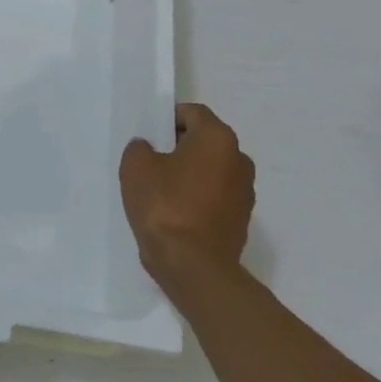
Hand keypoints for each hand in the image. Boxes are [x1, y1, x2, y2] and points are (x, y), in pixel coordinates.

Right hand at [120, 103, 254, 294]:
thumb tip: (149, 150)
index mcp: (218, 138)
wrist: (194, 268)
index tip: (149, 135)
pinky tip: (175, 213)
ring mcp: (245, 192)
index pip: (193, 113)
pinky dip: (198, 198)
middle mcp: (239, 159)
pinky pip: (215, 196)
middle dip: (179, 147)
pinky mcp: (241, 220)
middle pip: (204, 141)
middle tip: (150, 162)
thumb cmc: (165, 207)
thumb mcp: (136, 167)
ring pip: (210, 170)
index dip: (168, 119)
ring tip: (161, 191)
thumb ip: (140, 148)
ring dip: (190, 174)